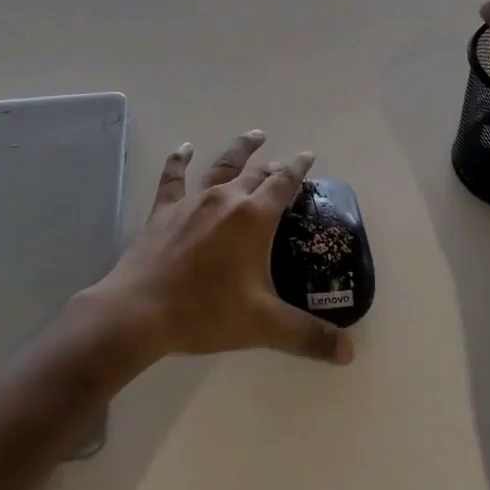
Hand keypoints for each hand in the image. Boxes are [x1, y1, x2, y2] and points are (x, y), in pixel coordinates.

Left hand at [83, 131, 354, 366]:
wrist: (139, 311)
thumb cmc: (206, 312)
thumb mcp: (264, 325)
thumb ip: (308, 335)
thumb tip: (350, 353)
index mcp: (253, 218)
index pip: (283, 183)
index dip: (298, 168)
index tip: (308, 156)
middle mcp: (225, 199)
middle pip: (255, 173)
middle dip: (273, 165)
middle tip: (283, 162)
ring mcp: (192, 202)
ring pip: (221, 165)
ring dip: (240, 150)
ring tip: (254, 135)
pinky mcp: (164, 211)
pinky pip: (173, 178)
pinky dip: (179, 160)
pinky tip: (184, 148)